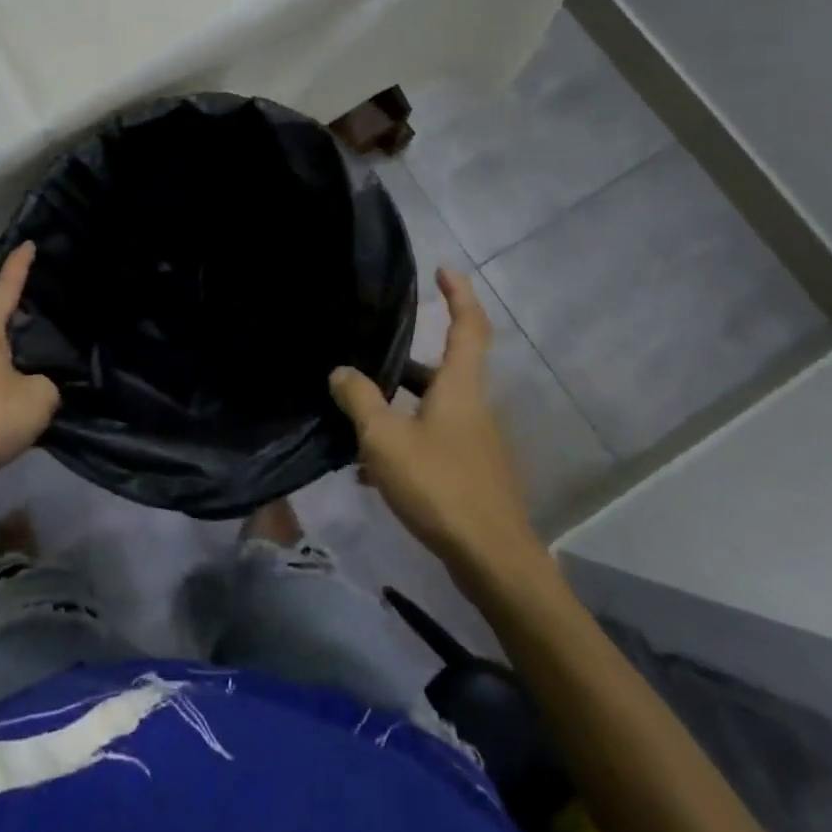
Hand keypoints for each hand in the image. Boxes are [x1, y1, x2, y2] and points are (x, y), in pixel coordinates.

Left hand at [0, 243, 59, 499]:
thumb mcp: (39, 397)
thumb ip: (47, 384)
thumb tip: (38, 387)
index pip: (5, 288)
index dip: (19, 266)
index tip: (29, 243)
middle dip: (17, 312)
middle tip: (45, 304)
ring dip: (11, 353)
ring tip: (40, 354)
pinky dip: (4, 381)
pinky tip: (22, 396)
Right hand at [329, 268, 542, 583]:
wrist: (492, 560)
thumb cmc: (440, 486)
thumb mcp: (385, 438)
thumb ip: (359, 399)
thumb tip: (340, 370)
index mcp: (460, 387)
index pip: (468, 326)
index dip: (459, 294)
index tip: (443, 270)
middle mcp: (472, 407)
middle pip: (442, 370)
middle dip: (405, 362)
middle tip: (368, 357)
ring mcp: (474, 442)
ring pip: (431, 409)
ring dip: (397, 408)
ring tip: (355, 418)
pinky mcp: (469, 473)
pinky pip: (431, 441)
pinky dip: (404, 442)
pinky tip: (370, 471)